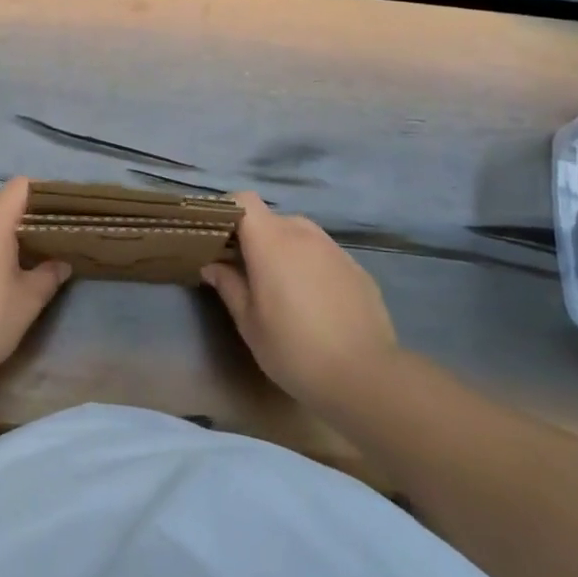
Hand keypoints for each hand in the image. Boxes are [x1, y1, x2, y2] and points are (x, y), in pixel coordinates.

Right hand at [201, 193, 398, 407]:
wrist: (364, 376)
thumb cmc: (293, 349)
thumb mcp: (249, 323)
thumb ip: (229, 286)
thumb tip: (213, 265)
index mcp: (271, 243)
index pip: (245, 200)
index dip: (229, 210)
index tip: (217, 235)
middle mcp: (303, 235)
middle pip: (272, 218)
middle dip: (255, 237)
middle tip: (245, 270)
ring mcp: (334, 250)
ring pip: (300, 235)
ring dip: (284, 250)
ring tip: (281, 287)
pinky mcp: (357, 268)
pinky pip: (324, 254)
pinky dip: (311, 265)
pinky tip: (313, 302)